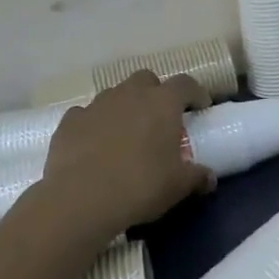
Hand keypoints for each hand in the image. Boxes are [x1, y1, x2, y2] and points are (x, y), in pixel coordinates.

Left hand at [38, 70, 214, 238]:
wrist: (81, 199)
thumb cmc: (140, 186)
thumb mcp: (178, 186)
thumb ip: (197, 177)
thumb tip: (209, 178)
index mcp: (162, 103)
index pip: (185, 84)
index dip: (195, 93)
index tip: (200, 108)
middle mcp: (130, 94)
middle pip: (146, 80)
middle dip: (155, 93)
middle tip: (159, 119)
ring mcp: (96, 104)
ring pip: (115, 94)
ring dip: (124, 107)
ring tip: (126, 134)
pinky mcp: (70, 121)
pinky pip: (87, 115)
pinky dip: (94, 124)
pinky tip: (94, 145)